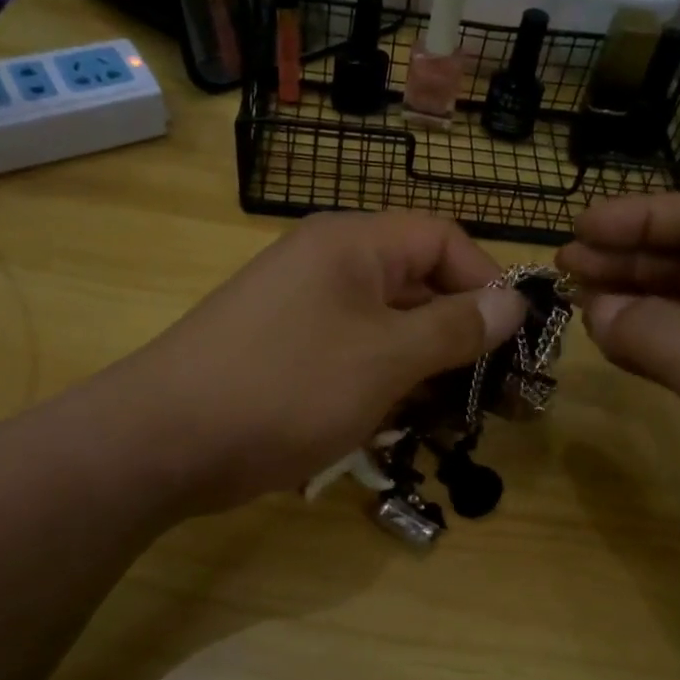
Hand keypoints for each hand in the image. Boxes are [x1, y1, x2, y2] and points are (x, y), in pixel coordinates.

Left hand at [110, 213, 526, 514]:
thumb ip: (454, 327)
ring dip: (424, 370)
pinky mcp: (287, 356)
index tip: (513, 338)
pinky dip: (382, 387)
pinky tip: (398, 427)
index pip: (441, 238)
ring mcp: (303, 313)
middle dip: (460, 336)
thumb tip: (514, 300)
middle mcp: (328, 267)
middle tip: (496, 392)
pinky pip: (353, 359)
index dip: (485, 281)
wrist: (165, 441)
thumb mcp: (385, 357)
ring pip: (387, 330)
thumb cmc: (286, 387)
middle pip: (416, 285)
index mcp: (352, 245)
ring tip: (452, 417)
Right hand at [556, 192, 679, 624]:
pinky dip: (640, 344)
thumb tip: (596, 307)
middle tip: (565, 265)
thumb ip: (656, 332)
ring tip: (575, 299)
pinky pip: (677, 356)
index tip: (582, 230)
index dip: (643, 215)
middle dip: (626, 254)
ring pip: (679, 309)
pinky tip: (607, 345)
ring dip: (629, 297)